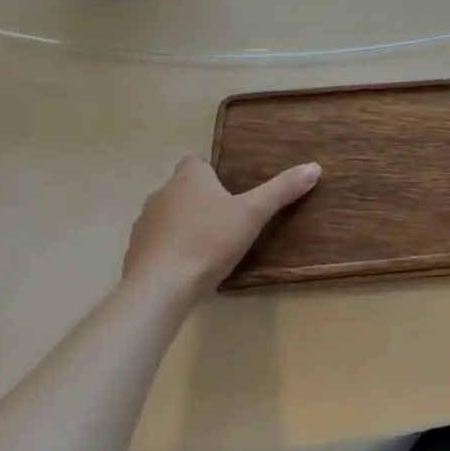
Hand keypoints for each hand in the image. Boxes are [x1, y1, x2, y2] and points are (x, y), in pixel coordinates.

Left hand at [124, 155, 320, 295]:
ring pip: (168, 215)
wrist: (159, 289)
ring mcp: (144, 224)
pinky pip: (156, 243)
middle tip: (227, 218)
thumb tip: (314, 167)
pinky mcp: (134, 254)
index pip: (196, 161)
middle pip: (182, 188)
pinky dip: (170, 249)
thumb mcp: (253, 214)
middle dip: (200, 199)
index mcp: (189, 178)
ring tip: (208, 244)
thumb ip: (281, 190)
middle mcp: (162, 194)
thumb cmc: (208, 242)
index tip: (230, 189)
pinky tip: (187, 267)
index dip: (212, 172)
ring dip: (183, 224)